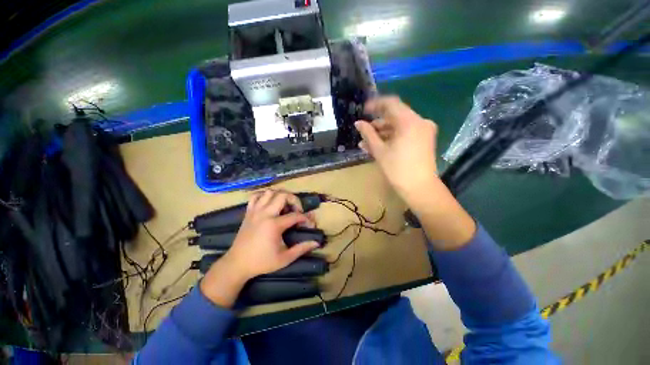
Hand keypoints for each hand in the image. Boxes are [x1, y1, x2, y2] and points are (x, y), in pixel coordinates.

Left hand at [200, 190, 318, 306]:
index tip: (309, 224)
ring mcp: (255, 211)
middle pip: (283, 195)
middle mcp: (265, 214)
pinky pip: (256, 196)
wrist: (237, 264)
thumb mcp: (285, 258)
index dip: (305, 218)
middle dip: (294, 200)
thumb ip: (301, 248)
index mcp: (274, 225)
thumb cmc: (262, 262)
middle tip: (297, 210)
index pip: (296, 215)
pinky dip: (264, 196)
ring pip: (269, 192)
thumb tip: (316, 243)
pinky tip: (269, 204)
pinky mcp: (248, 212)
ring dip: (280, 196)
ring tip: (284, 206)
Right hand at [355, 96, 438, 202]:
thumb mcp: (380, 151)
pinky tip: (379, 145)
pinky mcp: (424, 140)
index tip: (363, 111)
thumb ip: (368, 134)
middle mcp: (419, 121)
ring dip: (383, 132)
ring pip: (399, 126)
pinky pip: (405, 133)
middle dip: (378, 124)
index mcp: (409, 121)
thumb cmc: (397, 169)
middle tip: (364, 132)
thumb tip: (358, 123)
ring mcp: (423, 131)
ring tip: (367, 142)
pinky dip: (392, 137)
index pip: (391, 103)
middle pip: (395, 116)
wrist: (420, 188)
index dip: (375, 105)